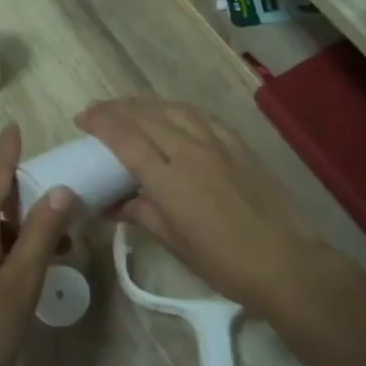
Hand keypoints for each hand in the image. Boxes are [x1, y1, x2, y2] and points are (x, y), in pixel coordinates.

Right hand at [76, 98, 321, 312]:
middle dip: (116, 108)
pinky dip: (177, 109)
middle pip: (145, 115)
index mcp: (168, 178)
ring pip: (172, 108)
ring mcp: (216, 143)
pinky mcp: (237, 143)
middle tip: (97, 111)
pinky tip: (172, 113)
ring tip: (128, 107)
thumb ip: (141, 213)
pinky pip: (200, 115)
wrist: (284, 261)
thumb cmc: (223, 261)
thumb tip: (112, 205)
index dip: (100, 122)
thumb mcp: (174, 241)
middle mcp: (188, 150)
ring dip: (145, 104)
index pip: (124, 137)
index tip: (82, 118)